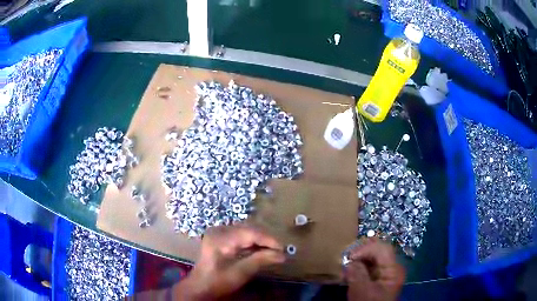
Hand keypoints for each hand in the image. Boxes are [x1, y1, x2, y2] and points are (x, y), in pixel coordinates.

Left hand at [175, 224, 285, 299]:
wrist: (200, 286)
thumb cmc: (218, 281)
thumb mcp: (241, 272)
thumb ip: (261, 260)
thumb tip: (282, 255)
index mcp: (221, 238)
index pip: (250, 233)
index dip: (269, 240)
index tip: (283, 249)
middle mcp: (219, 230)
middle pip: (248, 230)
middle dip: (265, 240)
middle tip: (279, 251)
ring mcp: (218, 232)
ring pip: (245, 231)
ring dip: (259, 240)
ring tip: (272, 250)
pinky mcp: (219, 236)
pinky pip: (239, 235)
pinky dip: (250, 242)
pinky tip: (259, 250)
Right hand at [344, 237, 405, 300]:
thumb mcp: (362, 291)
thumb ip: (357, 274)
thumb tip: (350, 260)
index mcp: (394, 270)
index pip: (383, 249)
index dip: (366, 249)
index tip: (349, 257)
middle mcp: (393, 267)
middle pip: (379, 250)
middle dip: (362, 251)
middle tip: (346, 257)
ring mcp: (386, 272)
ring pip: (374, 256)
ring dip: (360, 257)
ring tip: (347, 262)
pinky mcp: (379, 277)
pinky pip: (370, 265)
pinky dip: (360, 264)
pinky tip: (351, 268)